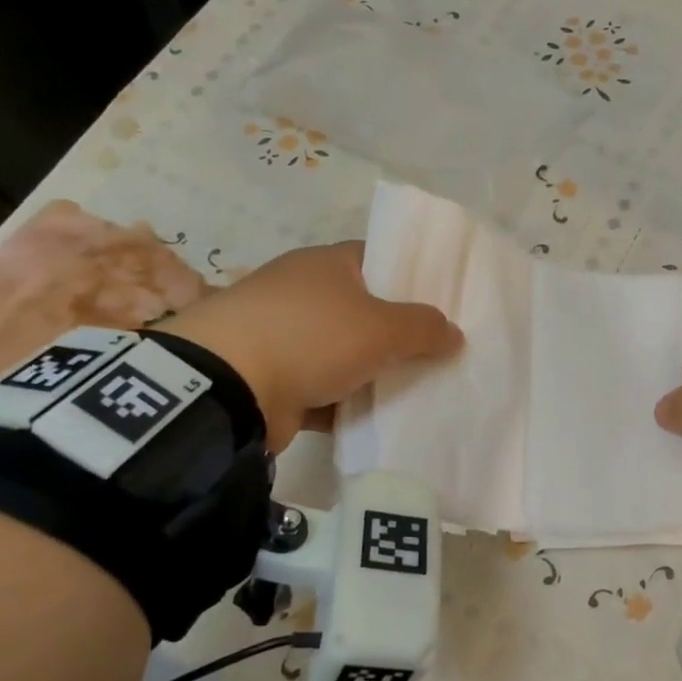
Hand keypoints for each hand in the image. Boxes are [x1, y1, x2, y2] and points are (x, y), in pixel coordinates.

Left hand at [159, 241, 461, 449]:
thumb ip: (424, 328)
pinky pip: (325, 391)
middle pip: (364, 310)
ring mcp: (284, 338)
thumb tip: (454, 332)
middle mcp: (303, 294)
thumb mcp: (381, 328)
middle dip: (399, 333)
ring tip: (422, 390)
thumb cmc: (311, 337)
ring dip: (374, 373)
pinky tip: (381, 420)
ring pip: (345, 354)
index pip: (379, 260)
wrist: (227, 388)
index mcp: (326, 265)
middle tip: (441, 352)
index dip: (412, 278)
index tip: (444, 304)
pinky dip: (347, 404)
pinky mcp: (273, 380)